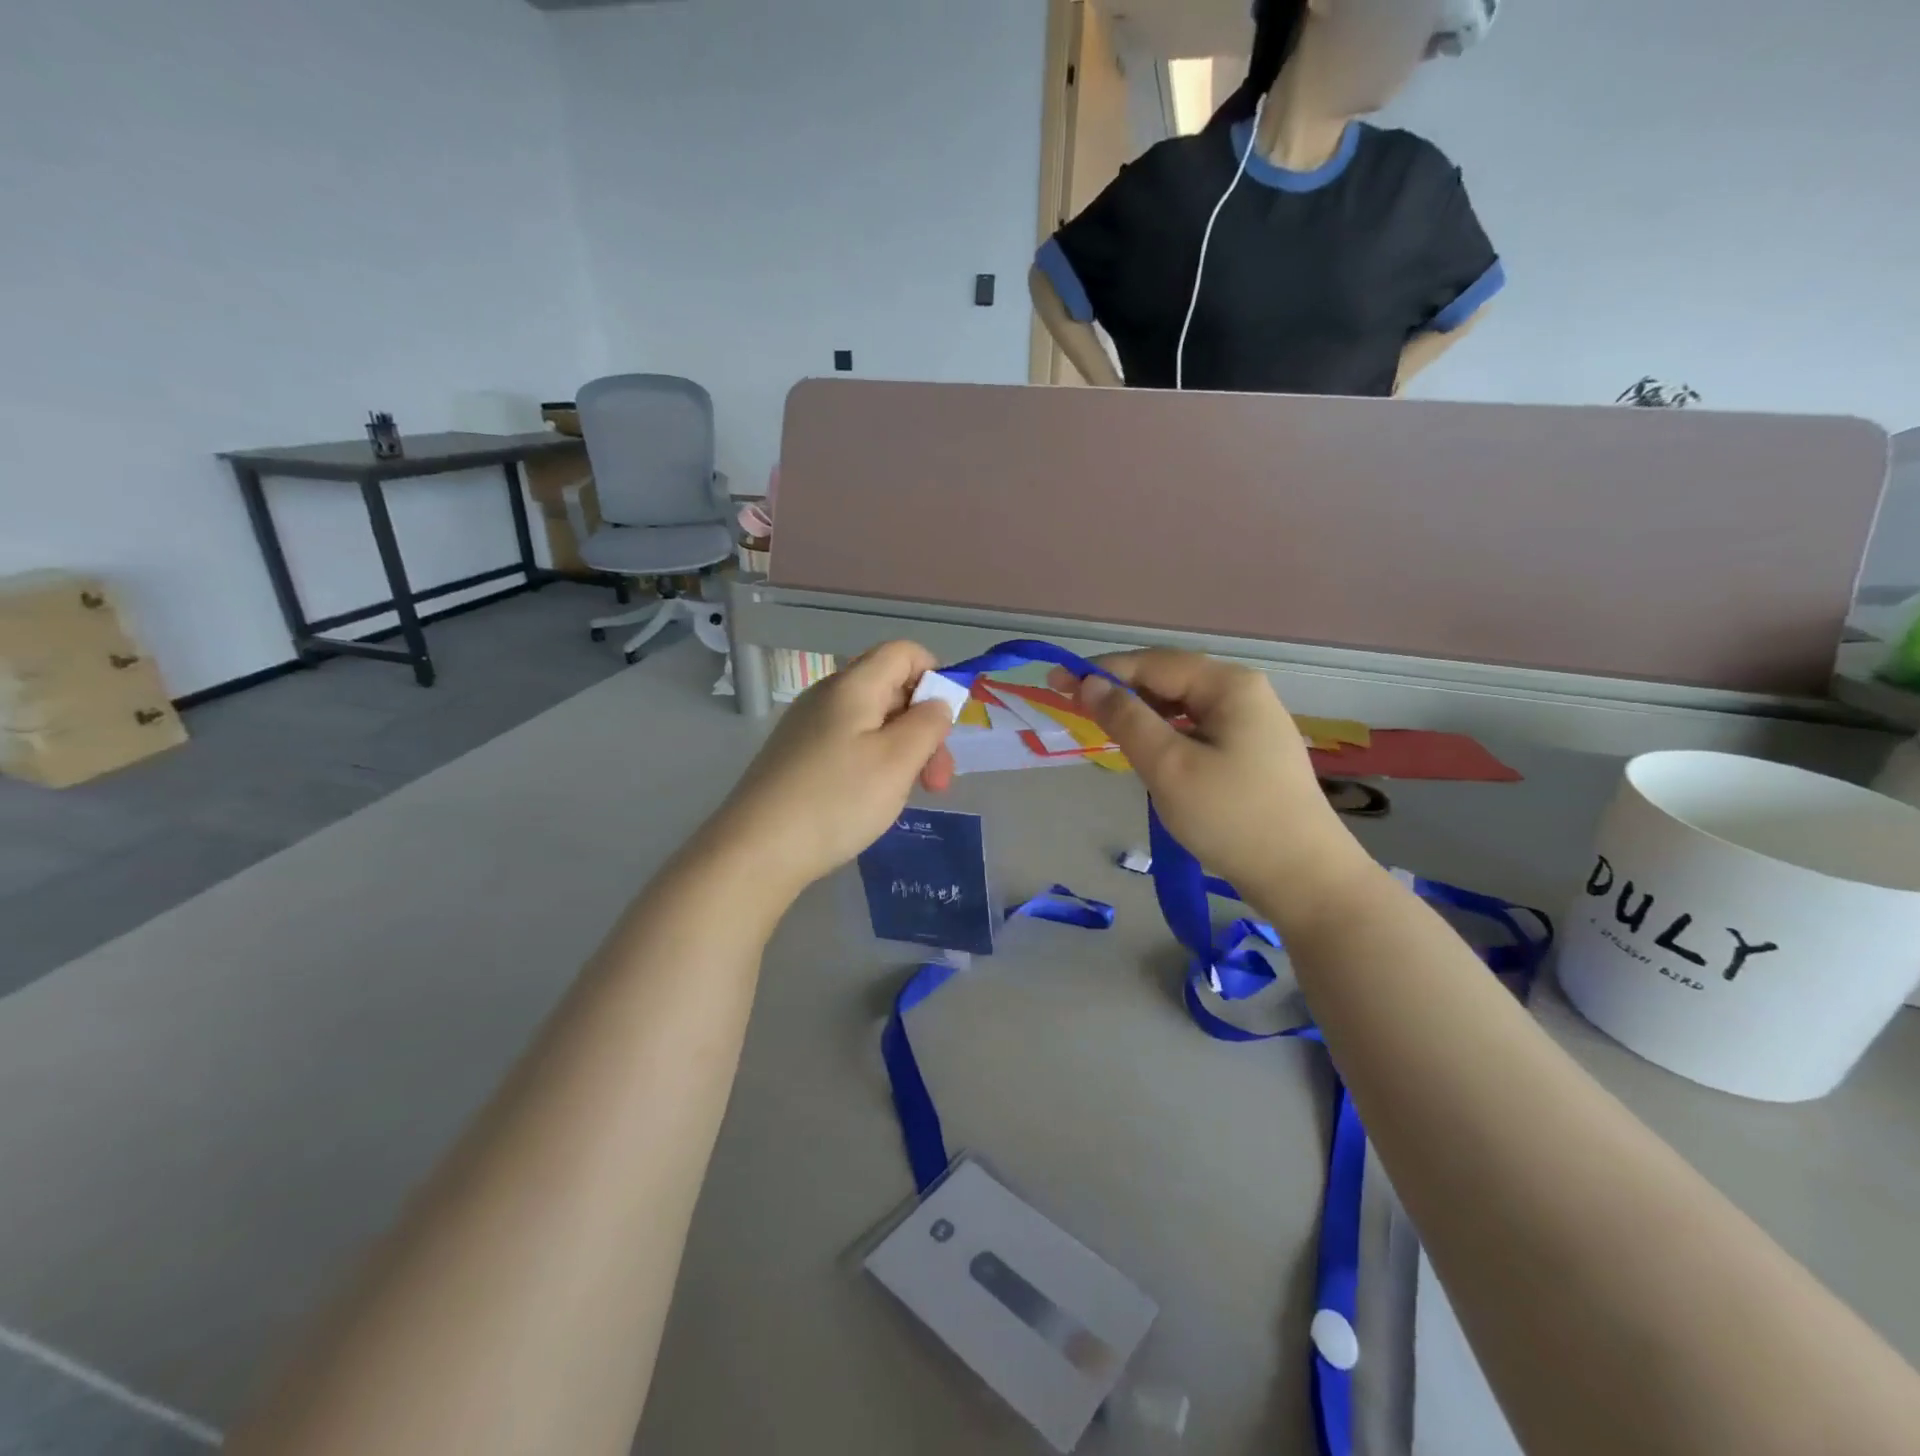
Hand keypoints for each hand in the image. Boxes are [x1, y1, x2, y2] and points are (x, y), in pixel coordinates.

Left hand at [708, 641, 955, 895]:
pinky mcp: (797, 756)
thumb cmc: (837, 800)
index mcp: (853, 686)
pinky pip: (849, 744)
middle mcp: (827, 696)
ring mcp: (808, 726)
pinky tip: (872, 800)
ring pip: (872, 722)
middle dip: (924, 728)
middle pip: (891, 689)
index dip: (934, 675)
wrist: (756, 849)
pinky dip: (874, 764)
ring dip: (903, 751)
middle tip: (937, 781)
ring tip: (907, 795)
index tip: (946, 725)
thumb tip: (936, 702)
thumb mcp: (898, 761)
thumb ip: (928, 724)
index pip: (903, 652)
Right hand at [1049, 650, 1369, 918]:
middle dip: (1121, 690)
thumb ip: (1126, 719)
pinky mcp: (1252, 751)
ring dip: (1142, 713)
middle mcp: (1244, 692)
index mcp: (1228, 685)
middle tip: (1076, 708)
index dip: (1102, 671)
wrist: (1303, 877)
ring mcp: (1253, 722)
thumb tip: (1090, 684)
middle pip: (1170, 679)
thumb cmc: (1231, 817)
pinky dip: (1166, 733)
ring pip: (1182, 705)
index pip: (1153, 663)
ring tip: (1106, 730)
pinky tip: (1150, 752)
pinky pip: (1197, 728)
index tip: (1057, 683)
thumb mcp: (1168, 766)